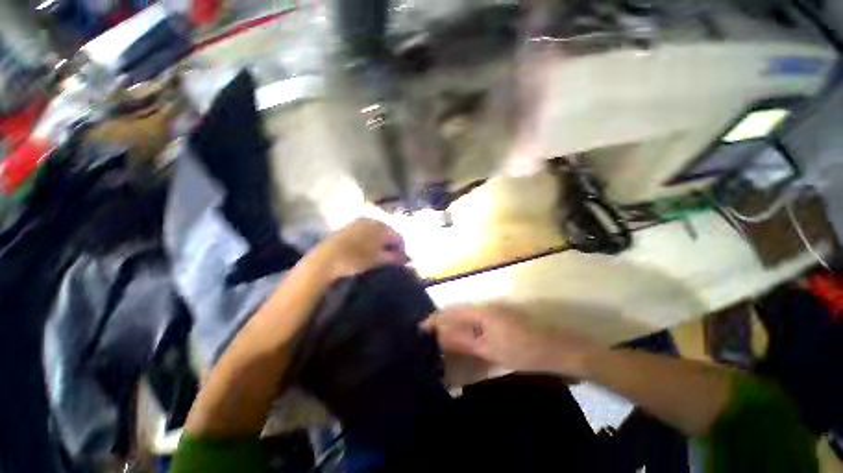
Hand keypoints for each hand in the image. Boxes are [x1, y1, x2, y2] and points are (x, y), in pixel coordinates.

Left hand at [312, 218, 408, 279]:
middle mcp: (372, 220)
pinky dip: (371, 238)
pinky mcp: (350, 225)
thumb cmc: (355, 259)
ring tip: (381, 253)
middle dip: (391, 243)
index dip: (402, 248)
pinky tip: (368, 248)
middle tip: (392, 256)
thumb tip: (406, 257)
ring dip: (381, 240)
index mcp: (381, 226)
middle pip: (388, 231)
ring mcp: (360, 221)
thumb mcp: (377, 259)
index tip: (402, 258)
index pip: (398, 236)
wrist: (325, 259)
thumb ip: (394, 257)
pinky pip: (366, 230)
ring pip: (377, 230)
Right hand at [421, 304, 600, 377]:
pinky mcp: (499, 318)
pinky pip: (475, 321)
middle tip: (428, 338)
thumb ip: (463, 340)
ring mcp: (493, 311)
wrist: (558, 349)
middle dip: (441, 323)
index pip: (450, 311)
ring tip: (441, 340)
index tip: (419, 329)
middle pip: (456, 311)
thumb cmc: (523, 350)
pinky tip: (462, 340)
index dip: (434, 319)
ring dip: (453, 326)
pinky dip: (465, 329)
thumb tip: (439, 335)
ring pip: (465, 316)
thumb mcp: (490, 348)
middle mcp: (485, 305)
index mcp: (481, 310)